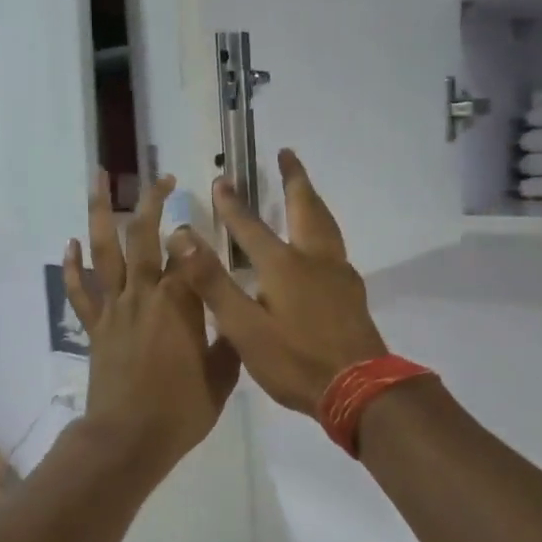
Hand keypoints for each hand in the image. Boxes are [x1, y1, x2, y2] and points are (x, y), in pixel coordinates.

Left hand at [64, 173, 241, 471]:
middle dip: (152, 201)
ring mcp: (114, 308)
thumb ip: (230, 341)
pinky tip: (70, 243)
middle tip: (161, 178)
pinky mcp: (94, 328)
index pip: (189, 253)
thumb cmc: (181, 410)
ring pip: (103, 251)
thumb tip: (239, 316)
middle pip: (143, 235)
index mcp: (180, 302)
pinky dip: (73, 266)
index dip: (197, 232)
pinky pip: (80, 291)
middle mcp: (144, 294)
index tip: (206, 219)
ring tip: (98, 179)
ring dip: (99, 212)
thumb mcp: (222, 377)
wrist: (129, 438)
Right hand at [168, 151, 387, 415]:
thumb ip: (213, 283)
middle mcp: (313, 260)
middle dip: (293, 179)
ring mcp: (338, 275)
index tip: (222, 178)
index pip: (250, 227)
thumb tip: (183, 238)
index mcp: (283, 266)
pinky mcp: (352, 292)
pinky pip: (336, 246)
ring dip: (313, 200)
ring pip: (326, 224)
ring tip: (306, 189)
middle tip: (287, 153)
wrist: (359, 388)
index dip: (232, 204)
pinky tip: (322, 246)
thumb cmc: (295, 360)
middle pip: (304, 208)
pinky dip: (324, 229)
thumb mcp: (244, 328)